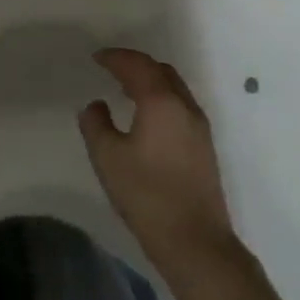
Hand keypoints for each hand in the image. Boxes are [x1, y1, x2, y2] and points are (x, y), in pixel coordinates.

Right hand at [80, 48, 234, 271]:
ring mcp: (199, 127)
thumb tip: (96, 106)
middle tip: (111, 68)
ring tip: (125, 88)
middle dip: (135, 64)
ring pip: (174, 87)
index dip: (115, 57)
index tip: (96, 57)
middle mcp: (185, 107)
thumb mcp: (107, 157)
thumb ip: (95, 124)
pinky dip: (161, 97)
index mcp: (161, 102)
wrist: (195, 241)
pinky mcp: (204, 146)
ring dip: (150, 80)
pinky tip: (146, 116)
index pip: (137, 66)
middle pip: (161, 70)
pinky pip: (180, 105)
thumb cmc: (146, 194)